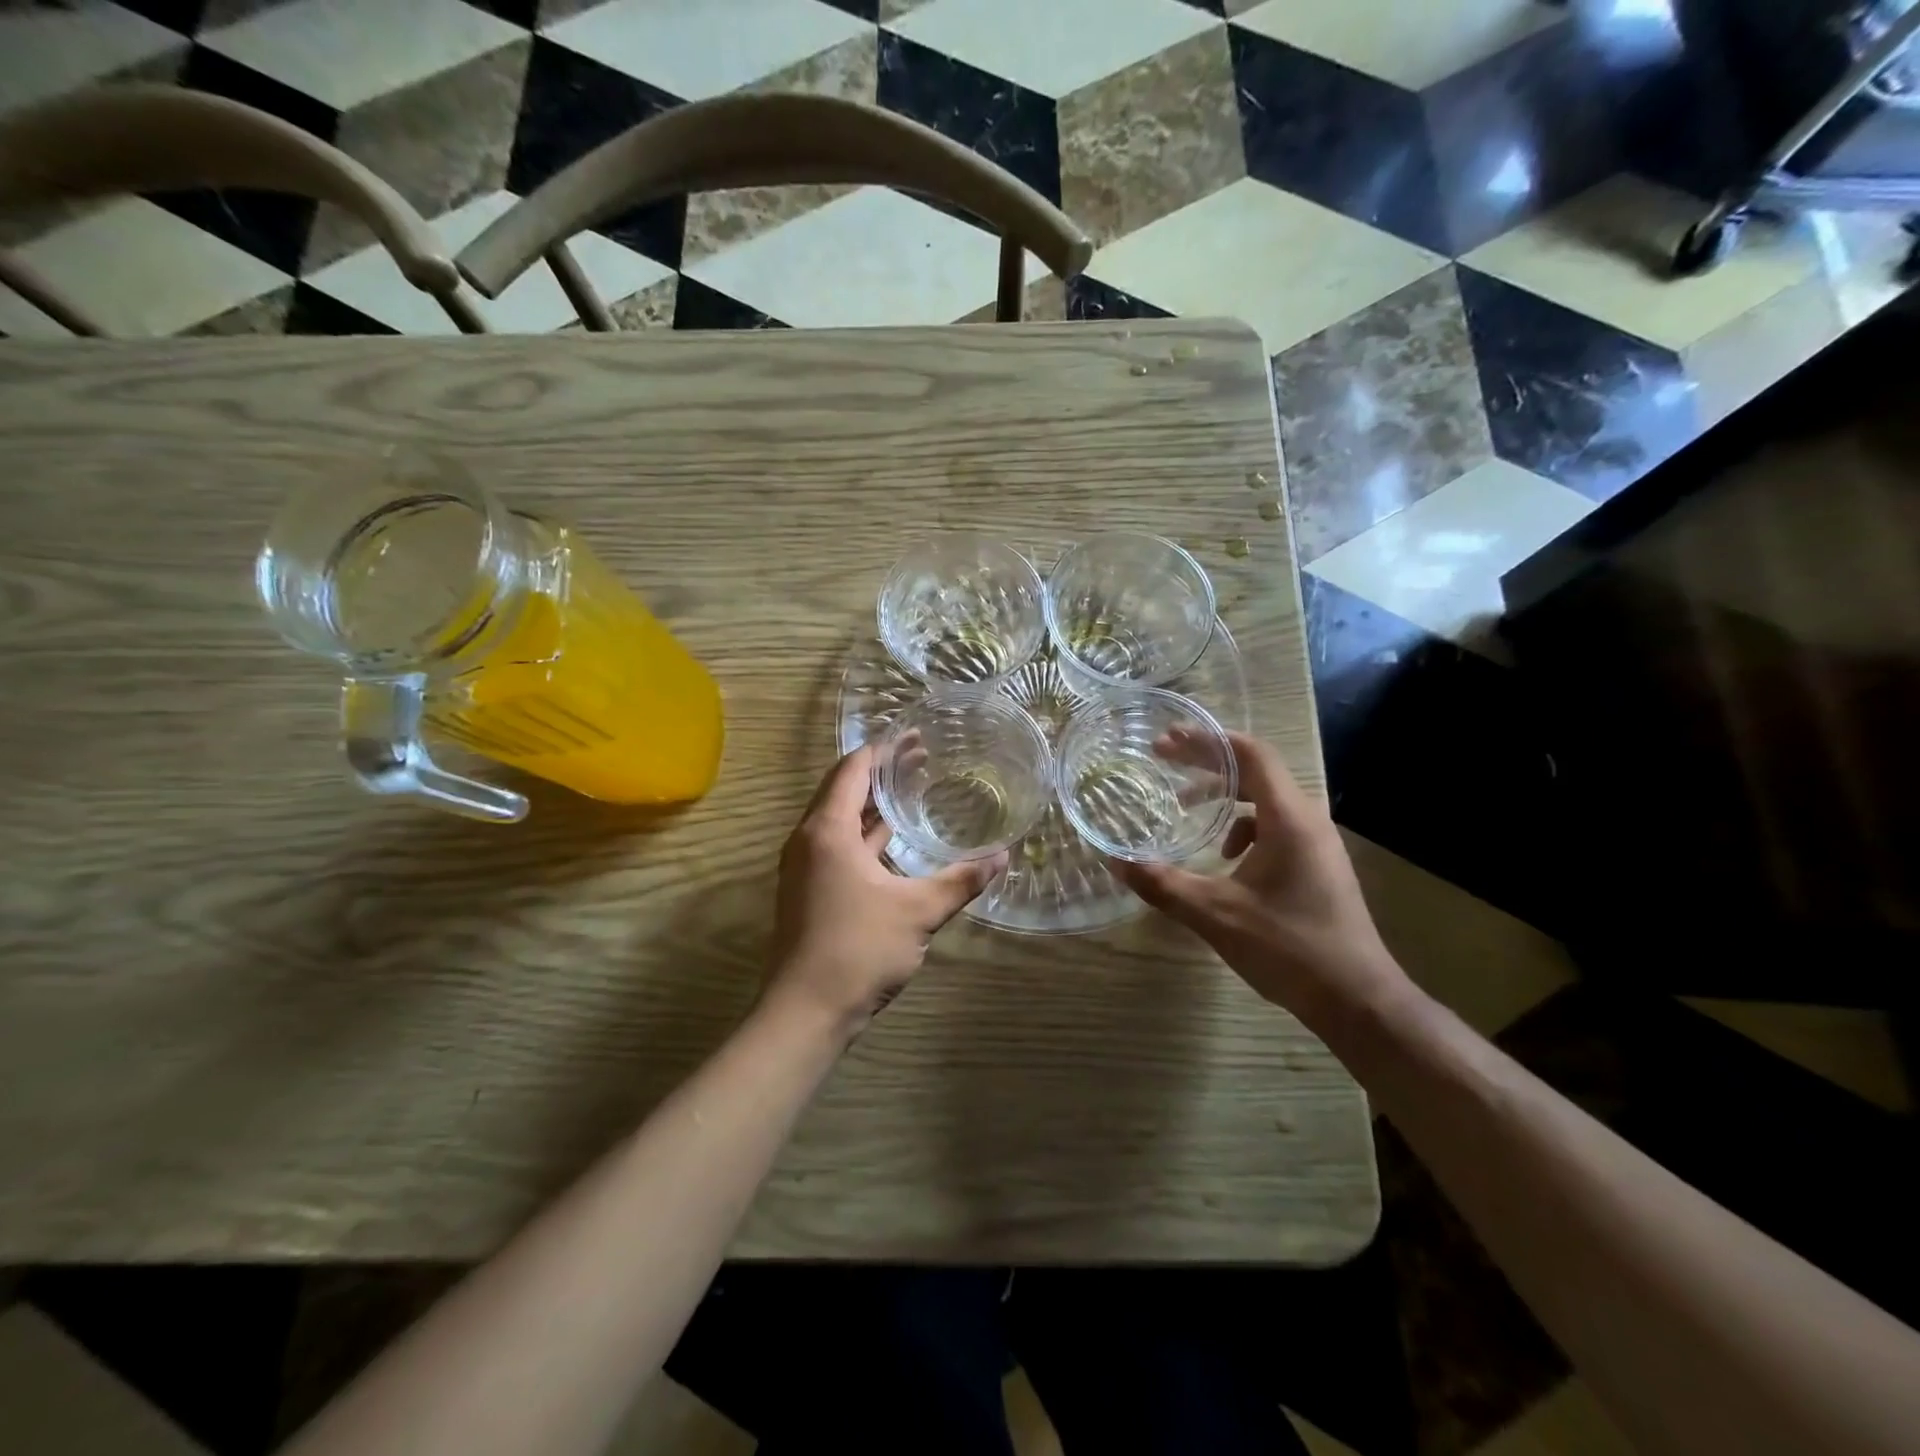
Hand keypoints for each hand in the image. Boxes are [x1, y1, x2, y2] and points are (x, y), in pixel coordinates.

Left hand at [765, 746, 1005, 1039]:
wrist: (804, 1012)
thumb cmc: (858, 949)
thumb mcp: (918, 911)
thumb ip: (961, 880)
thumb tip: (1003, 857)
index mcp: (828, 831)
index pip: (853, 770)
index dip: (882, 749)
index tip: (913, 734)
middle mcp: (810, 841)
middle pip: (844, 790)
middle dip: (882, 773)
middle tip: (923, 758)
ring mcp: (806, 867)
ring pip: (841, 821)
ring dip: (873, 805)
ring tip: (913, 790)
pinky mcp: (810, 891)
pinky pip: (839, 846)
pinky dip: (866, 834)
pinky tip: (896, 841)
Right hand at [1111, 730, 1407, 1026]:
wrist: (1357, 1000)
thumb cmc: (1288, 948)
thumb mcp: (1215, 914)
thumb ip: (1163, 884)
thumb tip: (1116, 862)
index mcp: (1289, 818)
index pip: (1250, 754)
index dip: (1207, 741)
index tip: (1167, 741)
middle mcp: (1307, 820)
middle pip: (1255, 771)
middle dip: (1207, 763)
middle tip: (1163, 760)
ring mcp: (1316, 843)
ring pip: (1264, 799)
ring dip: (1223, 795)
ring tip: (1185, 806)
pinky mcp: (1316, 864)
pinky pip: (1275, 826)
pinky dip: (1242, 827)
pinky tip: (1224, 857)